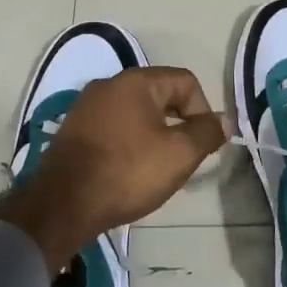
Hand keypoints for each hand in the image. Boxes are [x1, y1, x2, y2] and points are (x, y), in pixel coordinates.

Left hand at [0, 67, 227, 268]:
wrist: (62, 204)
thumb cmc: (127, 172)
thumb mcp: (179, 154)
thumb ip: (206, 133)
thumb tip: (223, 120)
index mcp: (136, 82)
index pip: (185, 82)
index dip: (203, 110)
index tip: (202, 145)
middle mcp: (108, 85)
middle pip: (159, 96)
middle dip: (178, 124)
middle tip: (183, 159)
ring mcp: (85, 107)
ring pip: (135, 114)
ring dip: (153, 136)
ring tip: (156, 168)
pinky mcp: (72, 131)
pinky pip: (113, 129)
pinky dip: (128, 144)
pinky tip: (128, 171)